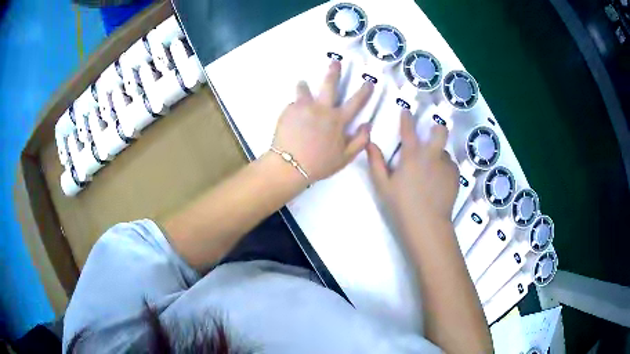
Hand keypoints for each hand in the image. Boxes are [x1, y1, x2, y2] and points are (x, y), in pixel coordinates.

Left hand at [272, 60, 373, 181]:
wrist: (289, 166)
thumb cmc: (319, 164)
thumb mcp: (344, 158)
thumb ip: (359, 141)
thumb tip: (368, 125)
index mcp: (337, 120)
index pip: (356, 102)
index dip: (364, 91)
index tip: (369, 82)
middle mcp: (321, 108)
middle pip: (329, 85)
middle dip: (334, 71)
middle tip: (334, 61)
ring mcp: (303, 107)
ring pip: (304, 89)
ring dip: (305, 85)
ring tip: (303, 83)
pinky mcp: (288, 110)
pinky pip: (293, 104)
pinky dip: (295, 107)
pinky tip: (293, 116)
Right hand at [367, 109, 458, 226]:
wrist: (428, 224)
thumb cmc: (402, 205)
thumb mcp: (383, 185)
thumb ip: (376, 162)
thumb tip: (370, 143)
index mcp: (412, 155)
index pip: (408, 129)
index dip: (406, 117)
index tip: (406, 111)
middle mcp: (432, 155)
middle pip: (440, 131)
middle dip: (436, 128)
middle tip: (431, 133)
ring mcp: (446, 165)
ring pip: (444, 151)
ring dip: (438, 155)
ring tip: (432, 171)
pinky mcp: (456, 176)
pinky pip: (450, 165)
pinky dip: (444, 168)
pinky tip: (438, 182)